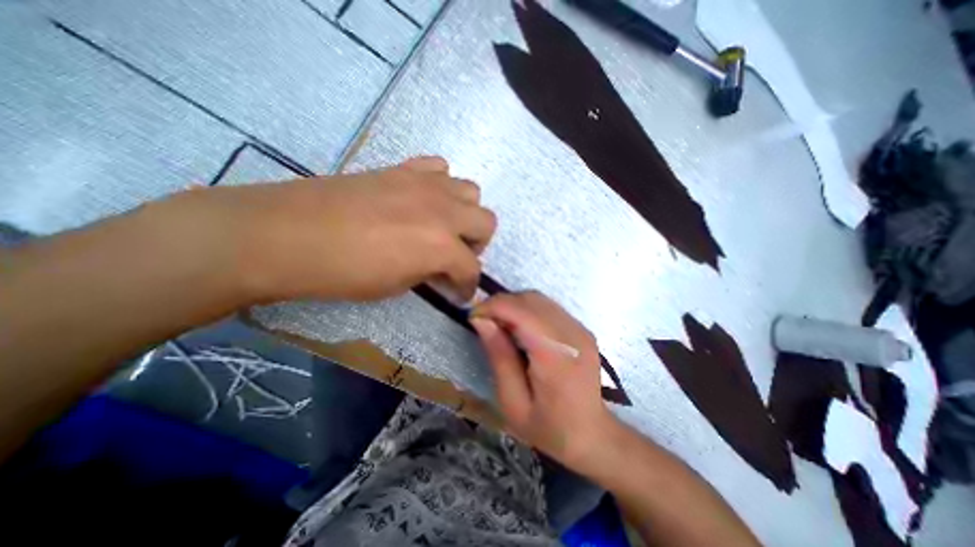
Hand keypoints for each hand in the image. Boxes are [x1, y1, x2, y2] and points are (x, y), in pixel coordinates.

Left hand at [169, 155, 496, 303]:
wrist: (287, 234)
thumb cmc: (343, 273)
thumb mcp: (397, 285)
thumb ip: (430, 273)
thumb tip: (443, 270)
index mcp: (441, 246)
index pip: (472, 269)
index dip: (469, 286)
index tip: (460, 293)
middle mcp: (443, 211)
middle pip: (487, 221)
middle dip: (476, 244)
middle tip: (455, 256)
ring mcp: (425, 184)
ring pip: (471, 190)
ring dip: (463, 213)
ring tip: (442, 226)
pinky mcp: (403, 169)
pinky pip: (439, 167)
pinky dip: (440, 185)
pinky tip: (422, 199)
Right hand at [468, 293, 610, 472]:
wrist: (593, 435)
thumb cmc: (549, 428)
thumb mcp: (513, 402)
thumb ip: (499, 357)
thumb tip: (481, 320)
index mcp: (555, 355)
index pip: (520, 311)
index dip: (492, 307)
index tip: (473, 317)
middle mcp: (572, 333)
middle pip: (530, 299)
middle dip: (501, 304)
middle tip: (484, 323)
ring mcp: (580, 328)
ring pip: (538, 299)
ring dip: (513, 305)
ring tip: (500, 326)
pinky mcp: (581, 328)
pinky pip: (548, 307)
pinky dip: (527, 310)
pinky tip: (519, 329)